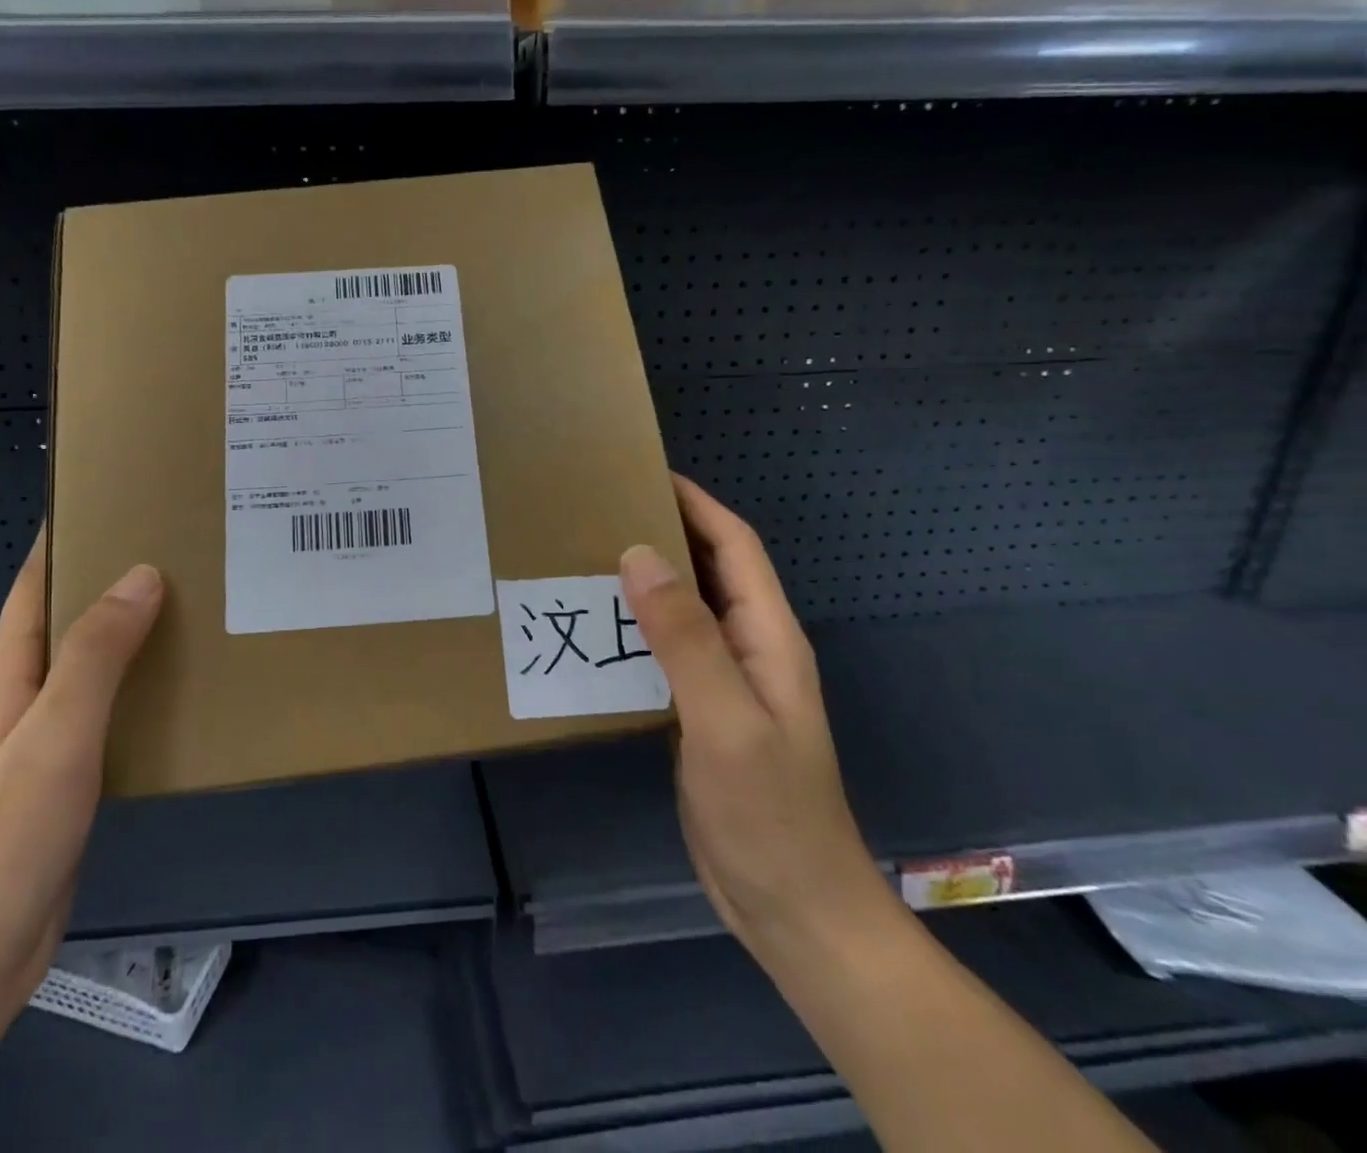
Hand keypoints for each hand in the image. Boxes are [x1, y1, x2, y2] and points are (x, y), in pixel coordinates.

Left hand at [0, 533, 162, 1035]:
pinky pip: (109, 716)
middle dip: (119, 580)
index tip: (120, 497)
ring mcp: (43, 743)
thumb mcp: (54, 734)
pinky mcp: (66, 783)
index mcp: (8, 673)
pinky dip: (142, 692)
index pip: (37, 583)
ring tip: (199, 610)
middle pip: (71, 619)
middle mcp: (22, 698)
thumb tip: (141, 573)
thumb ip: (96, 654)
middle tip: (187, 550)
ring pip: (95, 669)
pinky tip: (183, 693)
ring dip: (136, 637)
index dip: (69, 535)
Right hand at [619, 475, 887, 954]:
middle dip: (665, 530)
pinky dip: (636, 626)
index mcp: (767, 636)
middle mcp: (749, 647)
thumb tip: (639, 554)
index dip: (695, 502)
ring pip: (684, 608)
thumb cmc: (768, 811)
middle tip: (600, 508)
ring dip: (646, 577)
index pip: (734, 546)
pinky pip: (667, 650)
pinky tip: (596, 628)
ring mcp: (726, 682)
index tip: (643, 471)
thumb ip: (684, 636)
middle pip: (710, 569)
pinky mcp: (701, 711)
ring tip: (586, 556)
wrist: (792, 906)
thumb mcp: (724, 719)